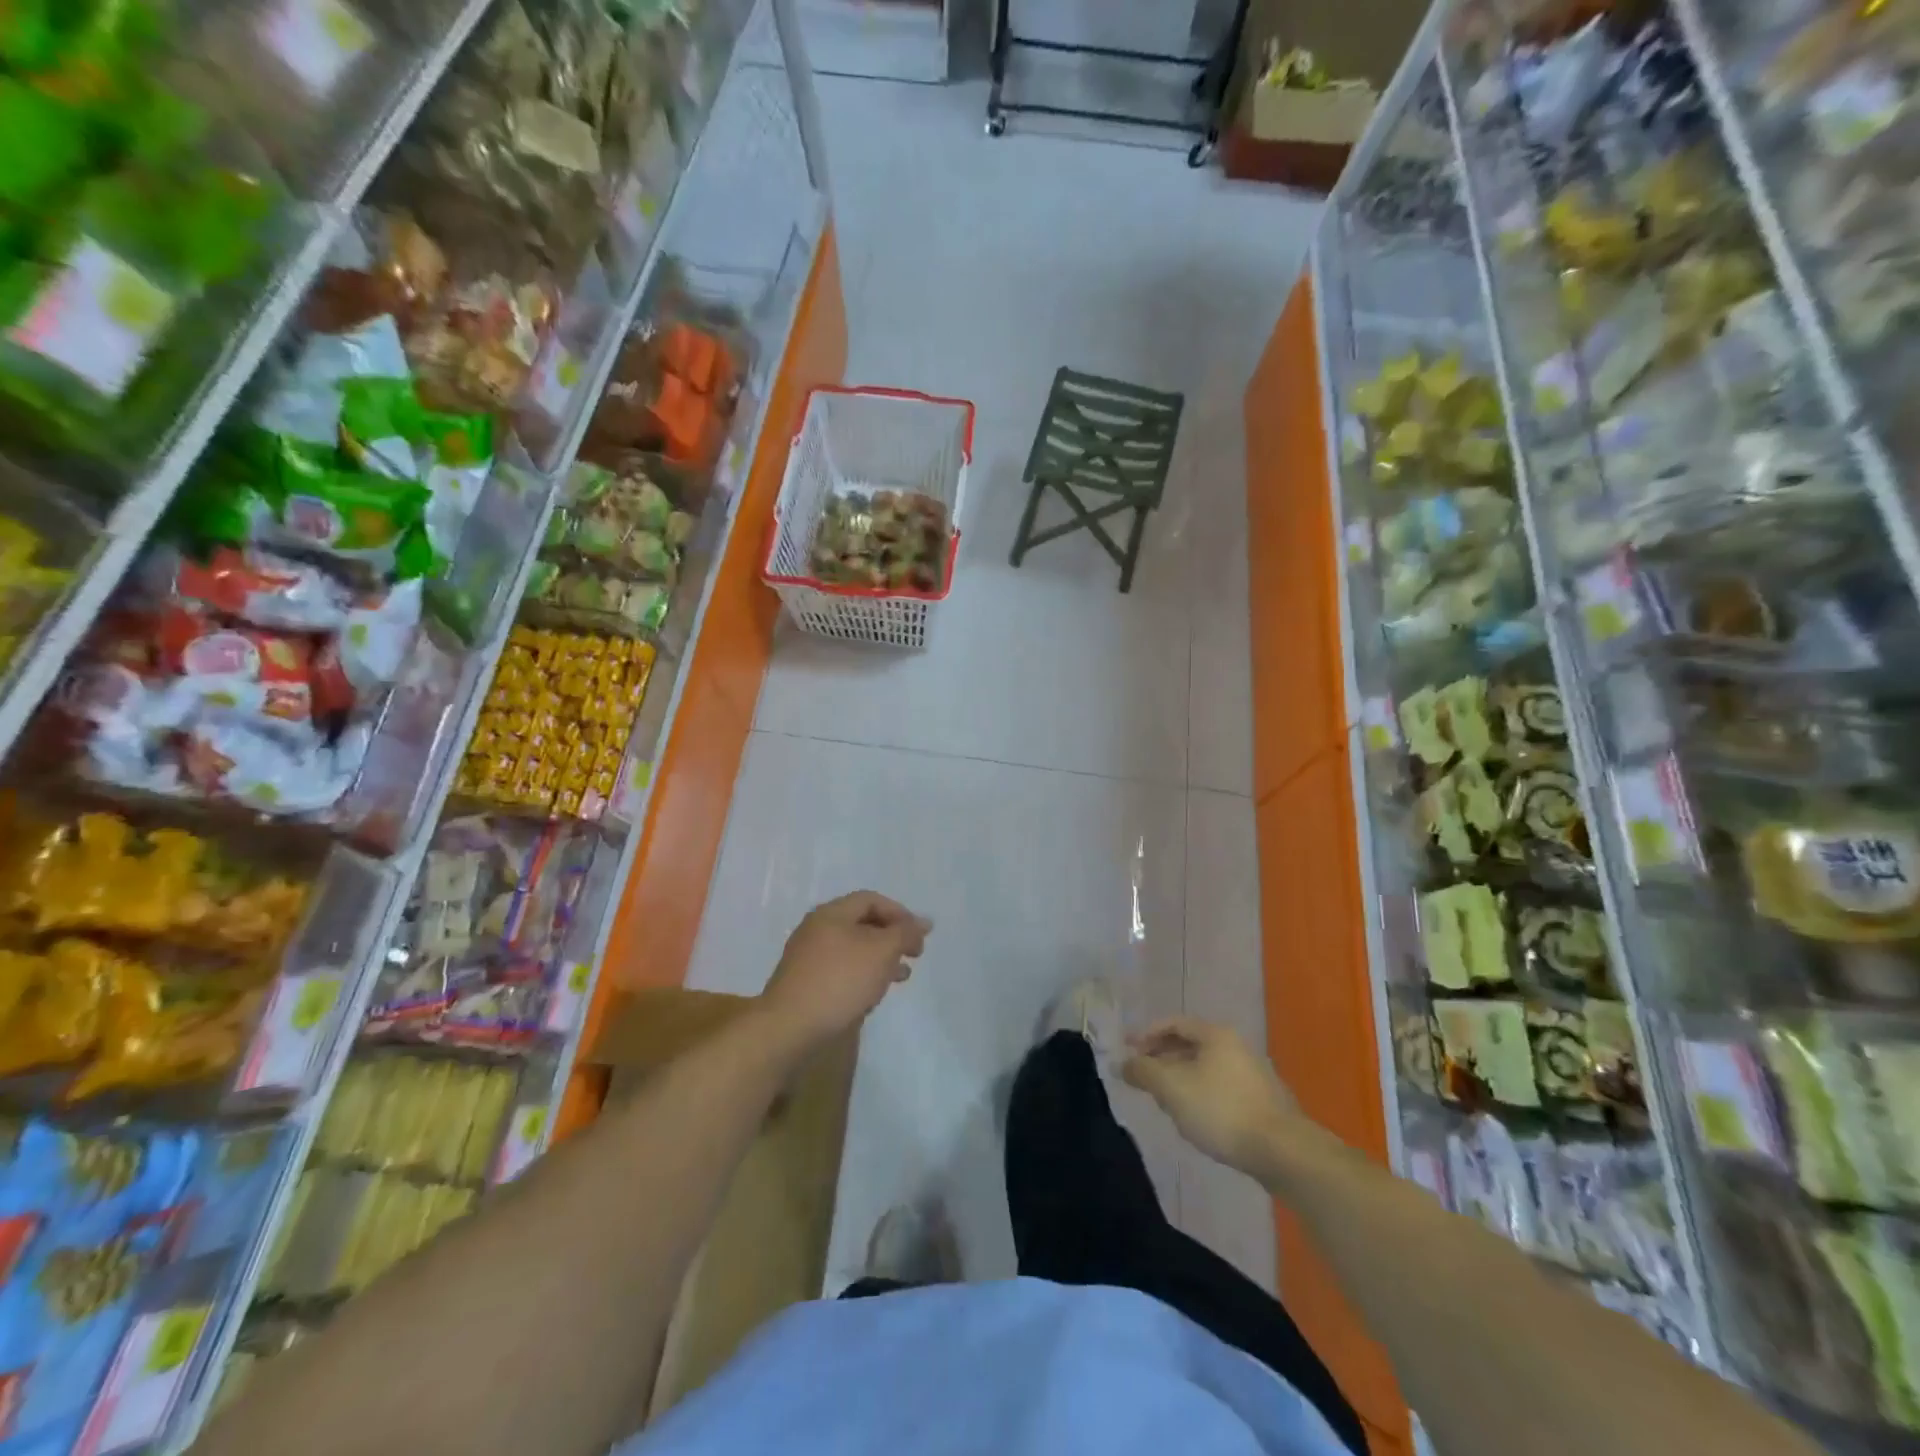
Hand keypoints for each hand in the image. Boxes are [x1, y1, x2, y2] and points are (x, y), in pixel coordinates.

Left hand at [759, 892, 931, 1050]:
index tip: (920, 936)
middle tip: (915, 955)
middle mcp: (817, 928)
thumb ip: (904, 933)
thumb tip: (924, 922)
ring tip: (902, 976)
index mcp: (832, 913)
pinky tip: (873, 993)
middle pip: (862, 923)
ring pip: (853, 949)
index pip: (871, 899)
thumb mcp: (882, 951)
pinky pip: (841, 969)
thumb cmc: (840, 981)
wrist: (789, 1028)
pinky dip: (862, 975)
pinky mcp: (805, 983)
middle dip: (892, 937)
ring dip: (880, 958)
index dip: (900, 913)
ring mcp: (807, 957)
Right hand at [1121, 1017, 1307, 1175]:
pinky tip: (1194, 1117)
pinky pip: (1221, 1087)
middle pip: (1190, 1044)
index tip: (1126, 1050)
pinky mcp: (1263, 1101)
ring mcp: (1253, 1073)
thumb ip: (1143, 1072)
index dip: (1146, 1034)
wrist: (1283, 1151)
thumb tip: (1122, 1063)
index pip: (1173, 1023)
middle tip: (1142, 1076)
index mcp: (1216, 1034)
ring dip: (1180, 1078)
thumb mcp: (1172, 1089)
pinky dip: (1200, 1093)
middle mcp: (1236, 1046)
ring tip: (1164, 1100)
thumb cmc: (1221, 1110)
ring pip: (1206, 1067)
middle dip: (1162, 1058)